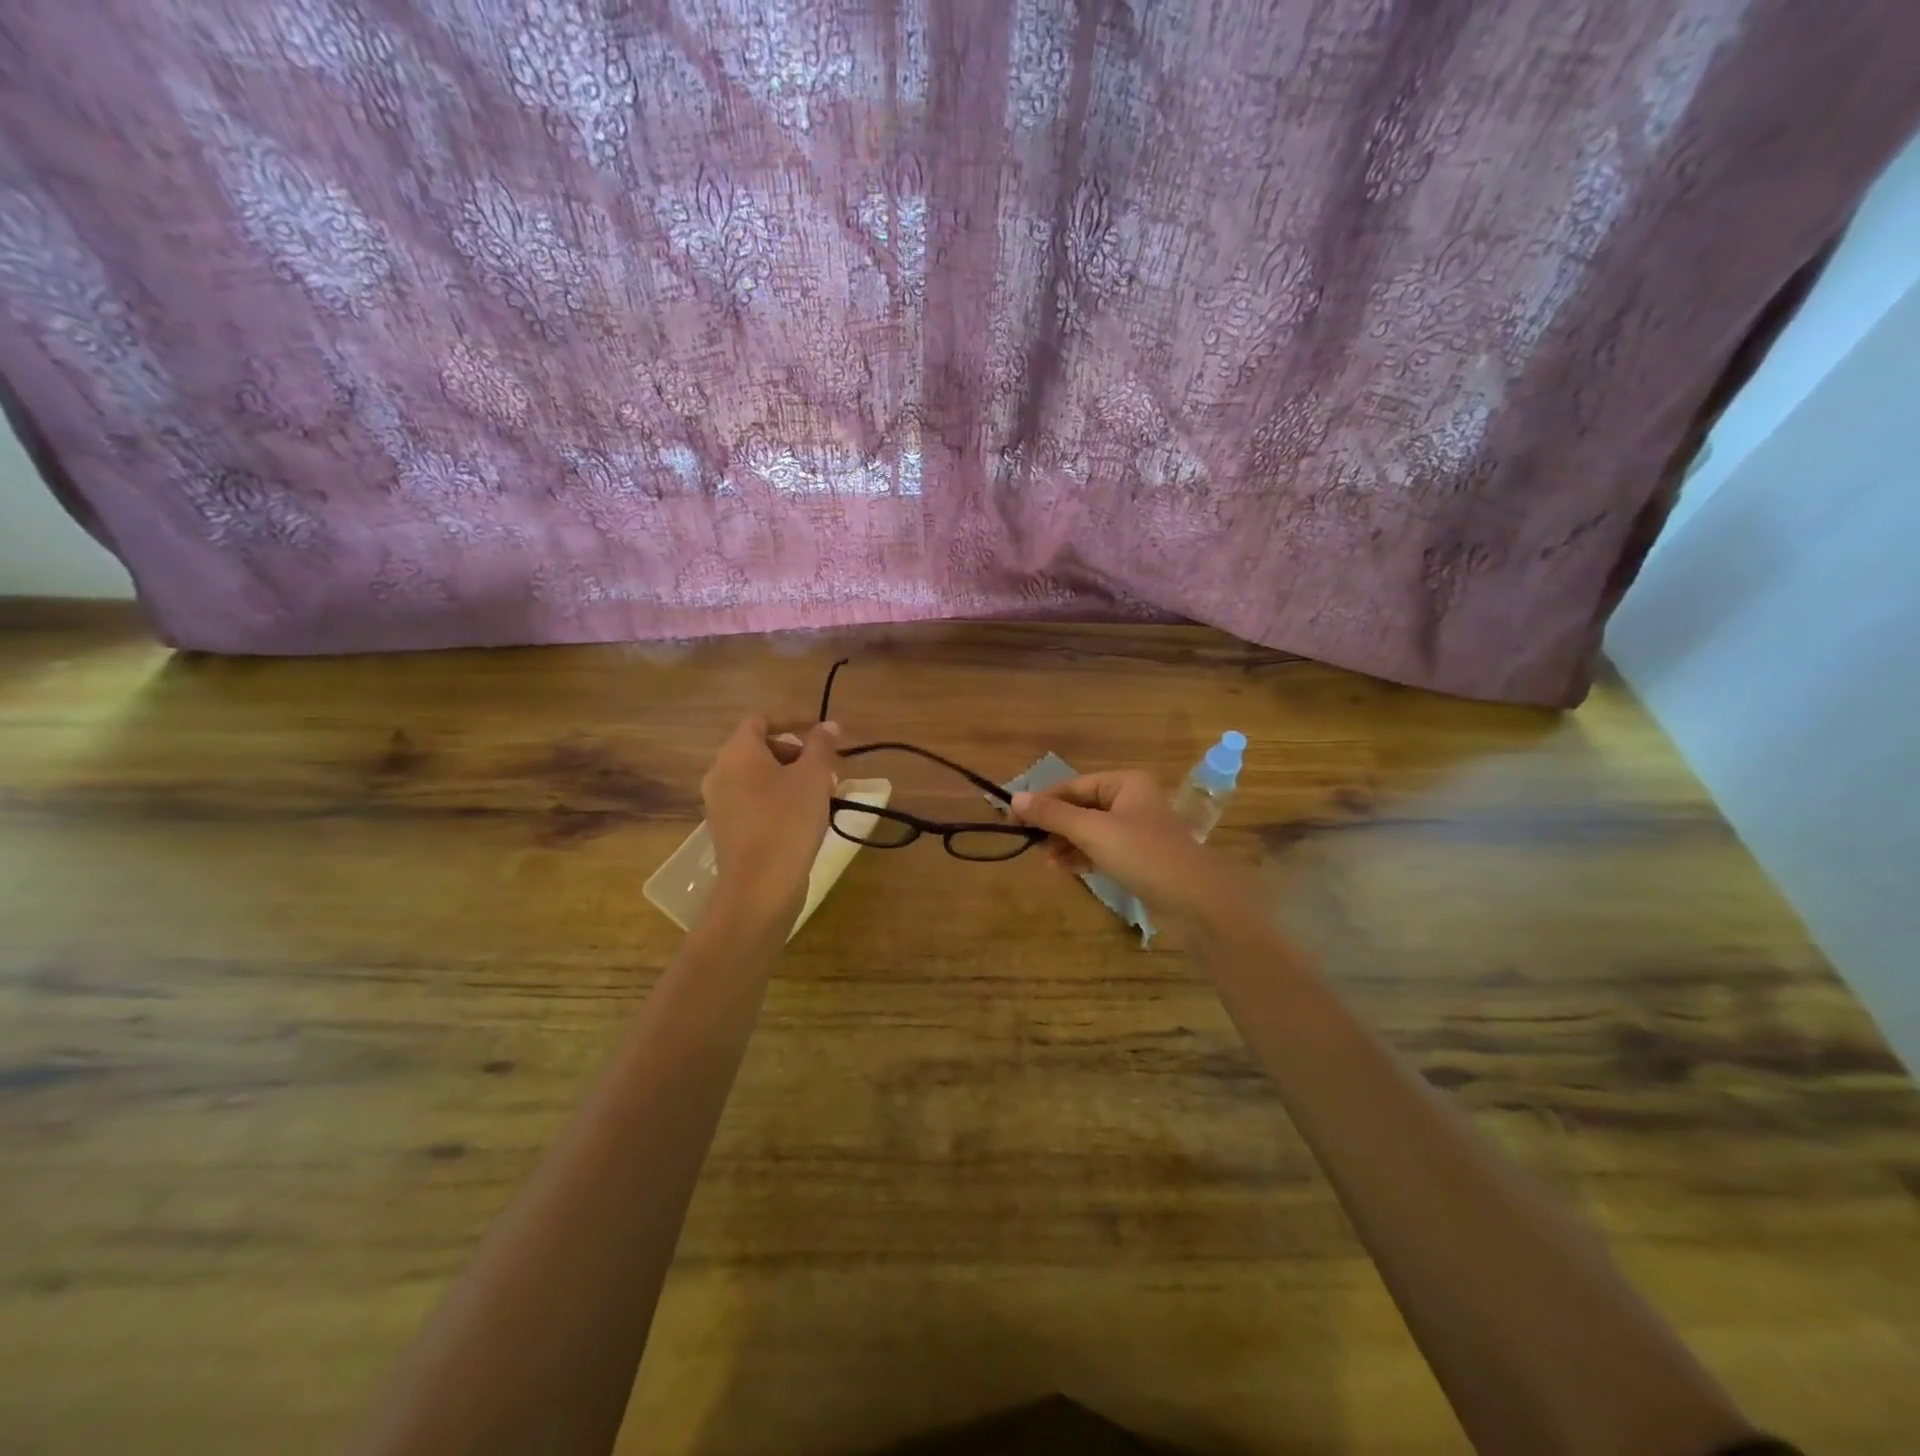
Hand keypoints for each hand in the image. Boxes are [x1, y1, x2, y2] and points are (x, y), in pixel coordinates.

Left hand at [701, 715, 840, 926]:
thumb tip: (828, 725)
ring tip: (821, 794)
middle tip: (826, 767)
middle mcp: (720, 772)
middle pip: (758, 748)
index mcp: (737, 752)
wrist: (760, 887)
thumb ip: (822, 745)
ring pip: (757, 777)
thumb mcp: (814, 777)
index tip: (822, 732)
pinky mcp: (726, 830)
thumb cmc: (788, 820)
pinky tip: (804, 818)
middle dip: (796, 752)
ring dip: (789, 778)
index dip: (793, 719)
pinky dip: (777, 800)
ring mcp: (719, 804)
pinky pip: (753, 802)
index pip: (761, 719)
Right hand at [1011, 771, 1240, 923]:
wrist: (1195, 899)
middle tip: (1028, 843)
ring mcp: (1136, 830)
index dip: (1042, 801)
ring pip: (1089, 830)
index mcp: (1125, 783)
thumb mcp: (1092, 831)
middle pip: (1081, 807)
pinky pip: (1101, 849)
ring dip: (1065, 843)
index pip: (1073, 786)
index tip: (1013, 819)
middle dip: (1054, 825)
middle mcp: (1131, 800)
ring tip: (1044, 861)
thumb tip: (1015, 798)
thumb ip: (1053, 814)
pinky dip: (1081, 856)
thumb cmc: (1142, 854)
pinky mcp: (1138, 857)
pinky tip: (1063, 869)